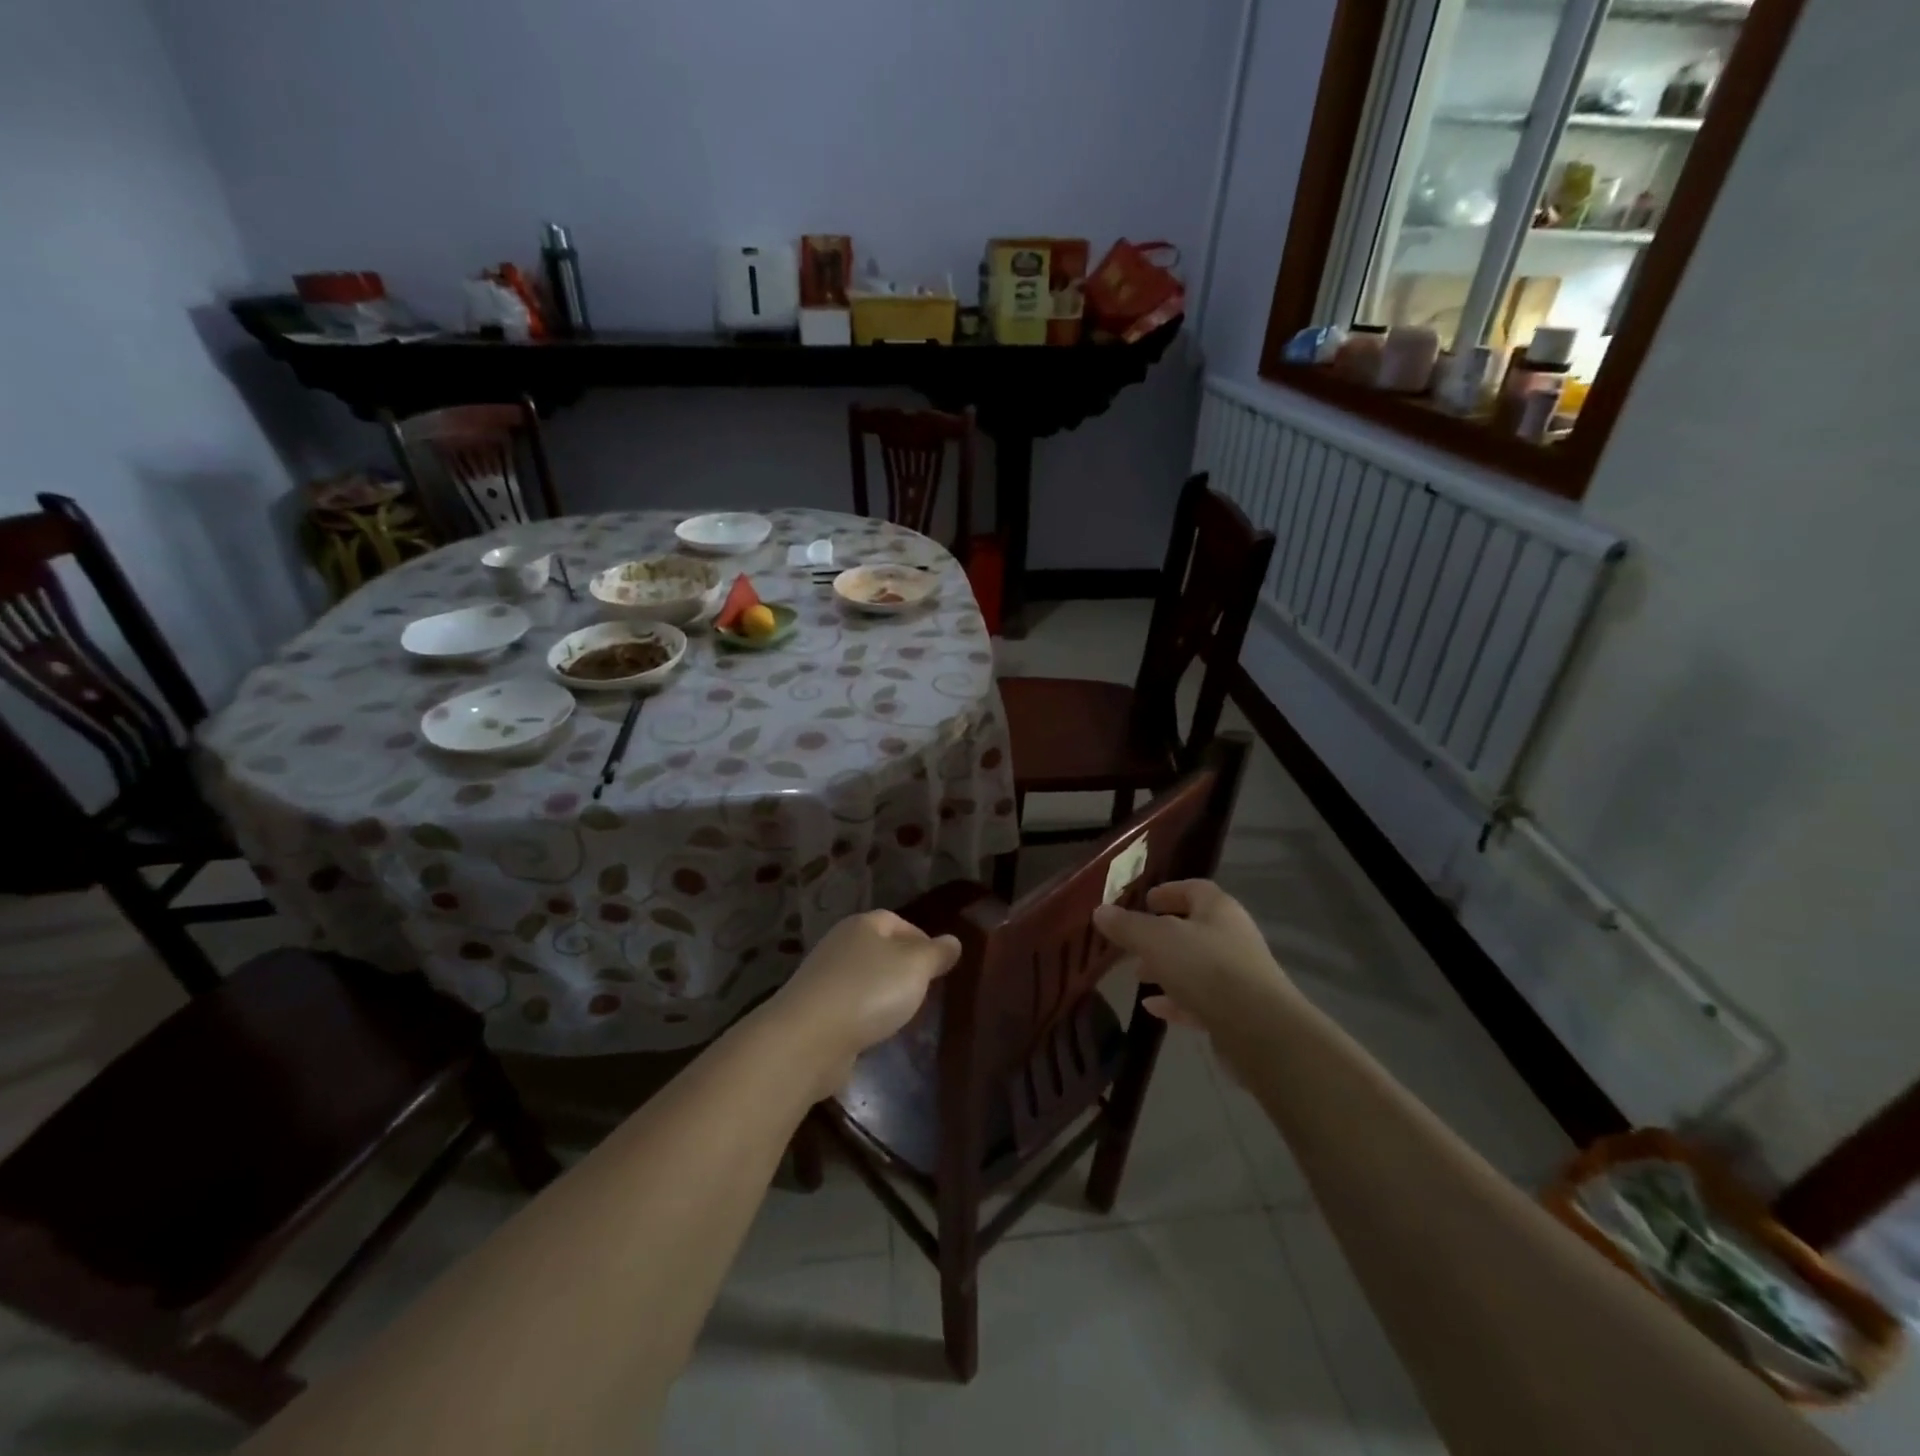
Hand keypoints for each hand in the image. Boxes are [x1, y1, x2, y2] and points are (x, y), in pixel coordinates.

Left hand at [763, 910, 960, 1098]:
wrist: (808, 1038)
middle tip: (925, 990)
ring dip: (882, 993)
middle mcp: (839, 944)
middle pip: (878, 949)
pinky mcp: (814, 1011)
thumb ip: (936, 953)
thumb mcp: (915, 967)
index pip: (897, 921)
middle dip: (902, 967)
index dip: (920, 939)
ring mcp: (823, 978)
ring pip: (863, 978)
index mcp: (863, 925)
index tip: (939, 964)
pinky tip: (876, 1032)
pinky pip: (848, 1006)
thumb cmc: (869, 991)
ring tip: (904, 1014)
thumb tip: (953, 941)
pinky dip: (864, 1015)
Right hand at [1092, 880, 1293, 1033]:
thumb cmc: (1207, 969)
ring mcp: (1237, 976)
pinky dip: (1176, 1000)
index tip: (1144, 900)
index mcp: (1218, 910)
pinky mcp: (1236, 1012)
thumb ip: (1127, 926)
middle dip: (1160, 935)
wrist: (1260, 1031)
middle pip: (1192, 929)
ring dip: (1166, 969)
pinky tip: (1152, 1008)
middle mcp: (1232, 937)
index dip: (1168, 892)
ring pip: (1195, 966)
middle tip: (1132, 943)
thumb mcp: (1157, 941)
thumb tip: (1100, 911)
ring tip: (1137, 976)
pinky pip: (1200, 999)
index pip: (1193, 889)